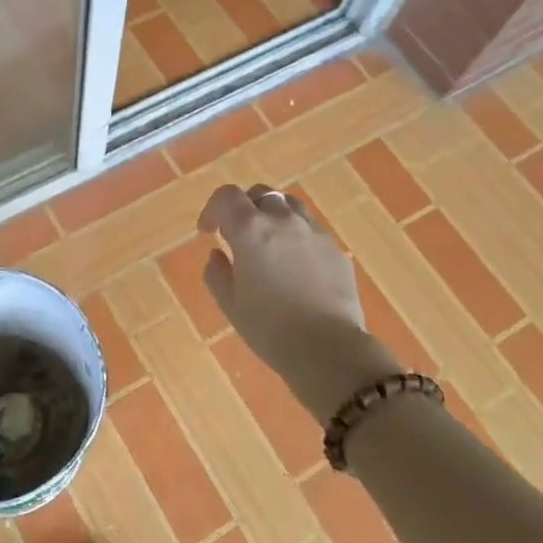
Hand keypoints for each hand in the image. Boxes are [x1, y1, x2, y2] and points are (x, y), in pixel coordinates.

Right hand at [199, 185, 401, 421]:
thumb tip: (218, 255)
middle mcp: (283, 220)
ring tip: (268, 242)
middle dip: (243, 208)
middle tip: (236, 235)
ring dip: (272, 215)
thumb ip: (217, 273)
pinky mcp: (334, 249)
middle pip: (260, 194)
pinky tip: (294, 263)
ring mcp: (313, 232)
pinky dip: (295, 235)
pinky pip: (310, 229)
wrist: (328, 348)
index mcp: (250, 230)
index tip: (207, 232)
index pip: (226, 197)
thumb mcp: (230, 304)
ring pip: (289, 205)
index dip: (212, 209)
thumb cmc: (269, 328)